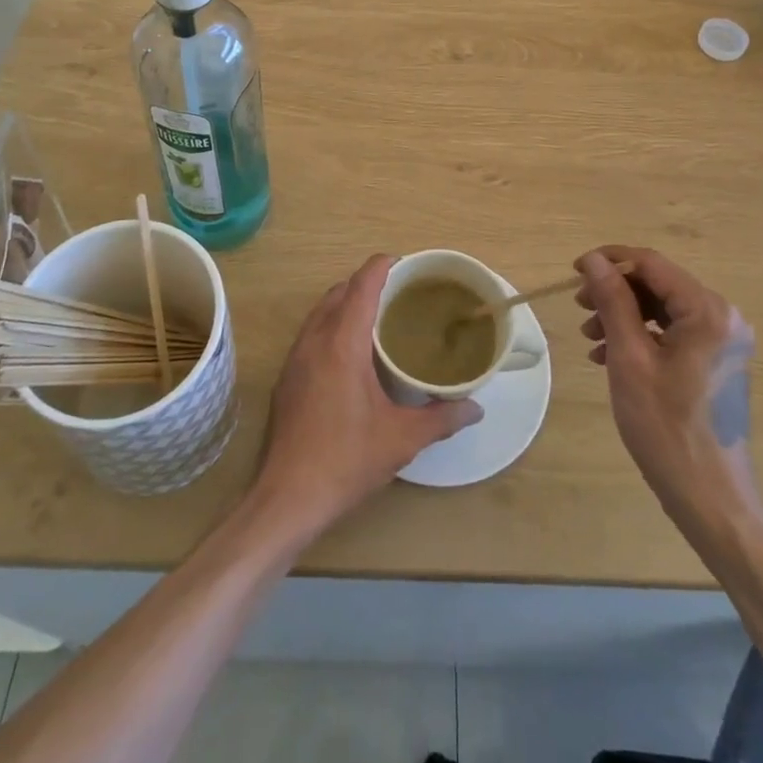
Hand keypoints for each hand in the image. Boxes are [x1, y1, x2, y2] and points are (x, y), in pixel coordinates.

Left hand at [252, 255, 479, 537]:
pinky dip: (333, 326)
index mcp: (342, 342)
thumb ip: (441, 418)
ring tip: (380, 320)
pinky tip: (352, 355)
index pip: (362, 284)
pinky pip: (312, 333)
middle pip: (340, 291)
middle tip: (401, 295)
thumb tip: (475, 408)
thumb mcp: (401, 439)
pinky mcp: (287, 378)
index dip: (383, 266)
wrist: (287, 498)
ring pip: (322, 312)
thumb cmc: (346, 460)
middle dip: (368, 284)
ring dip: (347, 304)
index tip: (407, 264)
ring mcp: (295, 358)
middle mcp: (315, 340)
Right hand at [575, 247, 757, 519]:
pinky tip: (610, 355)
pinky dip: (641, 335)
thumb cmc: (667, 429)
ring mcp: (723, 341)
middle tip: (580, 308)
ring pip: (663, 308)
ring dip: (624, 314)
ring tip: (590, 336)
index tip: (574, 272)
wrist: (712, 500)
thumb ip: (613, 302)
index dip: (610, 261)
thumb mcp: (630, 359)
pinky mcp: (717, 362)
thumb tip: (594, 260)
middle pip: (658, 284)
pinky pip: (674, 332)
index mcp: (708, 311)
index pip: (651, 263)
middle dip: (615, 291)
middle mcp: (723, 317)